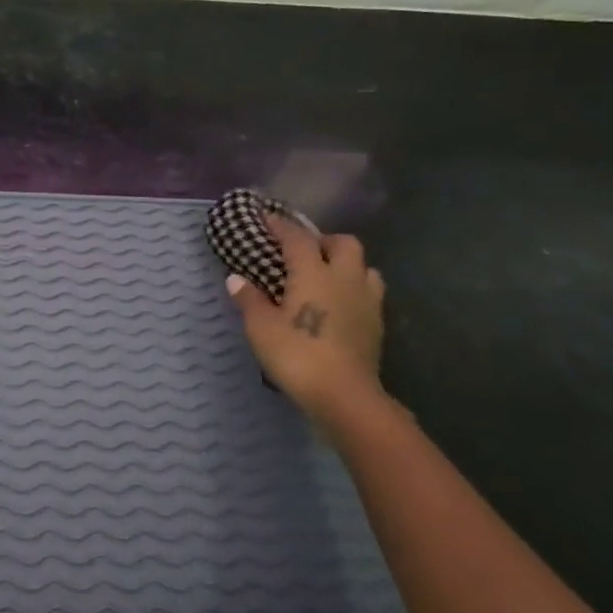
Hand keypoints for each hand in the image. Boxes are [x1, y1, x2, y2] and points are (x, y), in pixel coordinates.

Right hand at [225, 213, 383, 417]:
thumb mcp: (261, 327)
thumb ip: (249, 299)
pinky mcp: (377, 323)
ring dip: (346, 264)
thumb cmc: (296, 354)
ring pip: (364, 266)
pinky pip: (369, 292)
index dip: (281, 226)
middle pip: (344, 243)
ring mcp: (366, 300)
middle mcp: (344, 278)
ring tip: (326, 276)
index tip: (267, 218)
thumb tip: (235, 278)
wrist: (343, 395)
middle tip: (303, 251)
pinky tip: (339, 304)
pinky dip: (354, 288)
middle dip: (323, 240)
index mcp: (313, 273)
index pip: (297, 238)